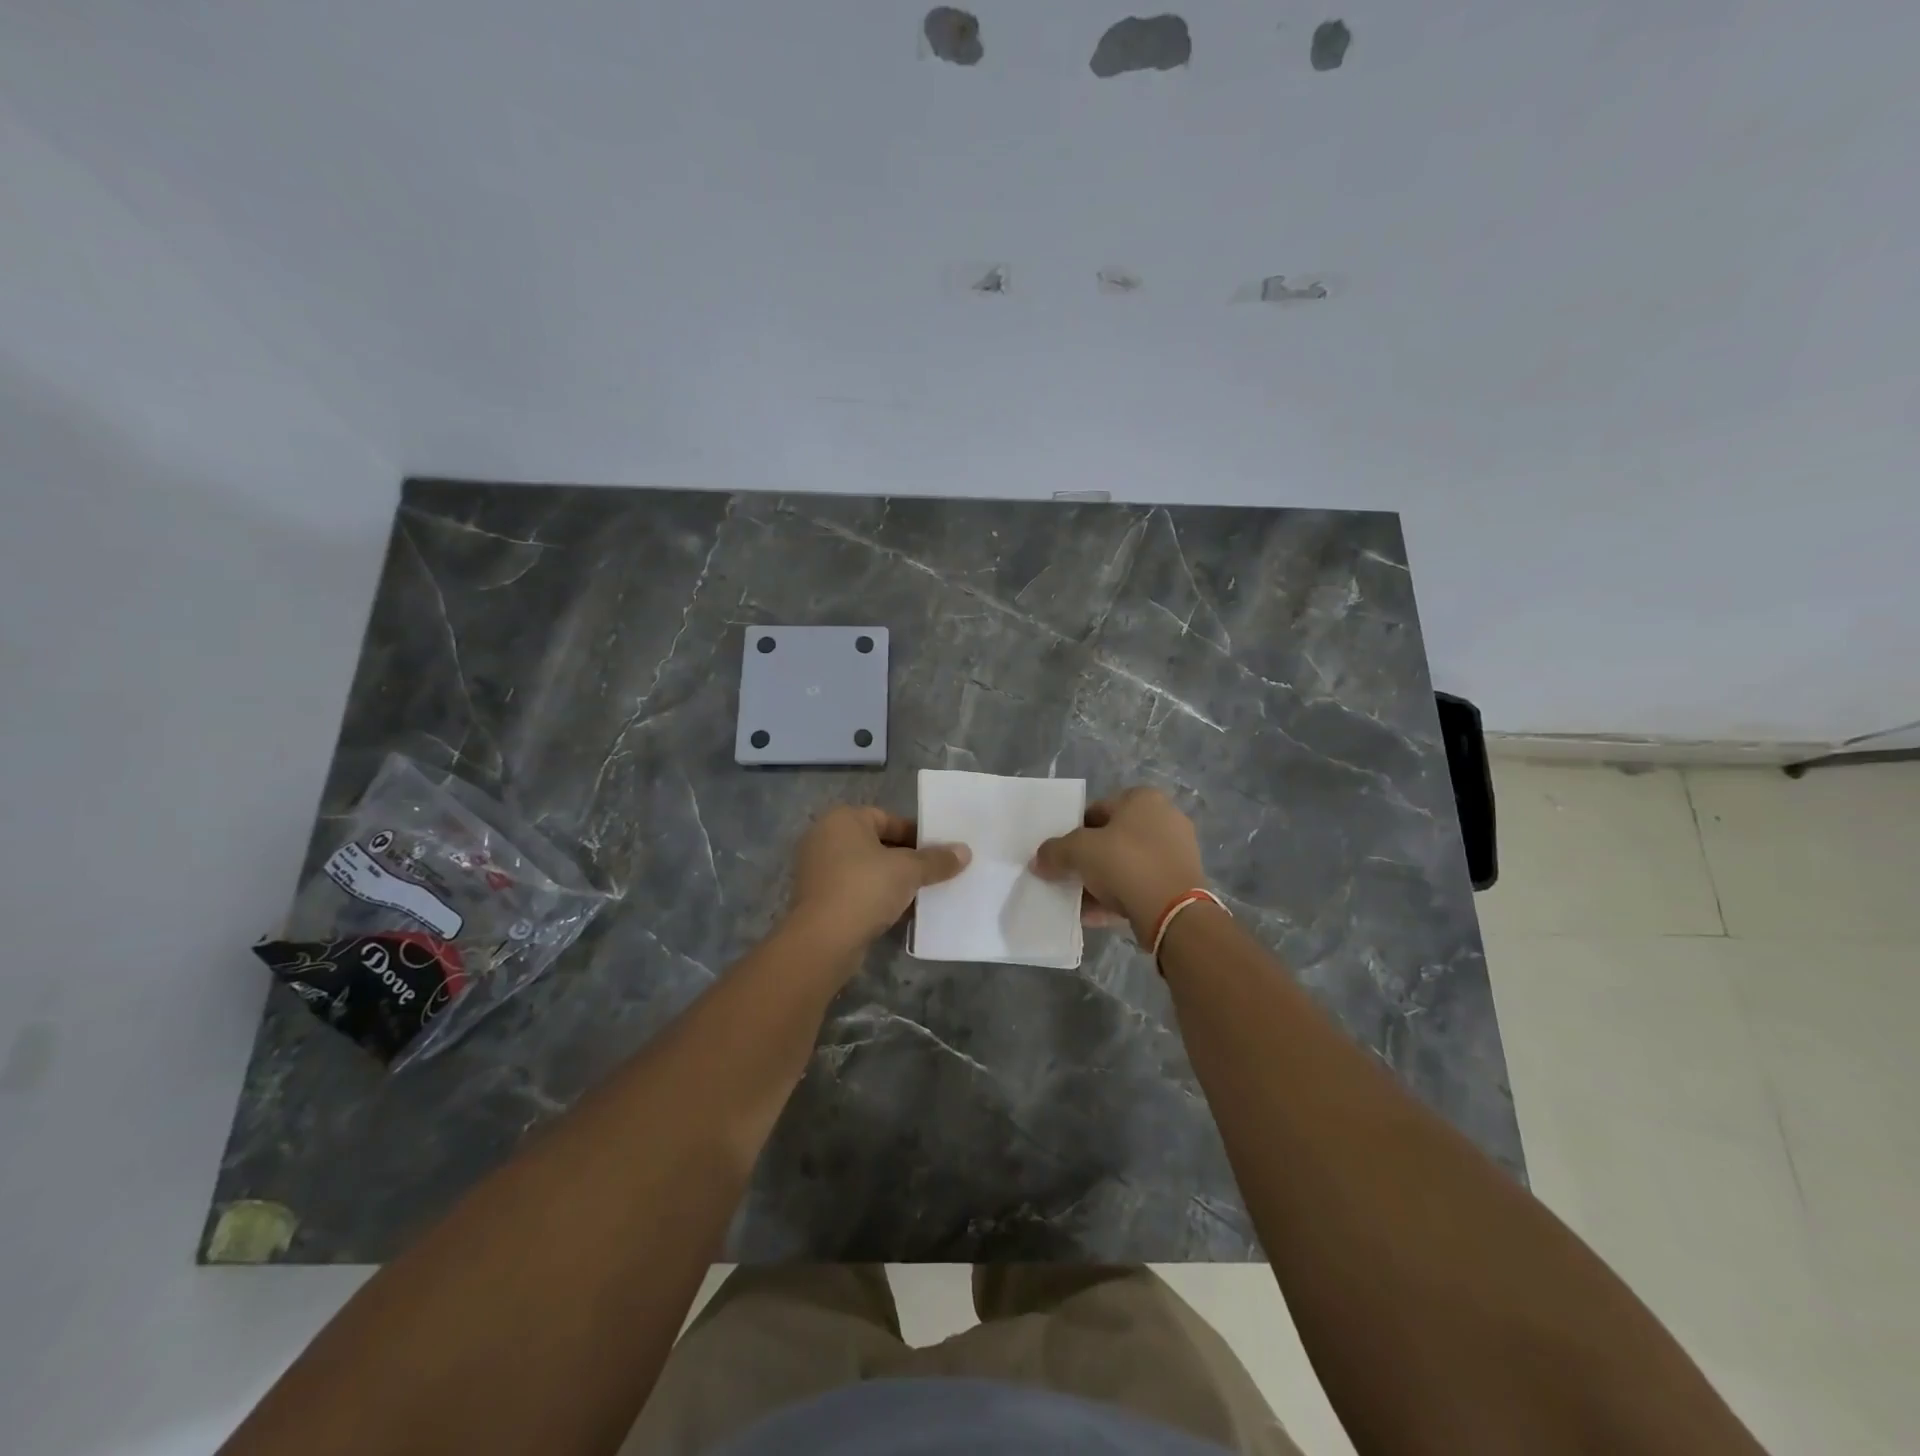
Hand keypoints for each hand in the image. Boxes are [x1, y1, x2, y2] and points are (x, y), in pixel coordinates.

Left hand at [788, 806, 970, 950]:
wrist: (824, 941)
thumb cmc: (865, 889)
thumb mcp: (908, 870)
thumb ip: (937, 860)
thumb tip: (965, 851)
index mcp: (843, 820)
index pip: (888, 818)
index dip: (917, 834)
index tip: (940, 851)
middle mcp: (826, 839)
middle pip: (878, 844)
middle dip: (908, 859)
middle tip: (937, 872)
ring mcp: (820, 871)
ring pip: (869, 870)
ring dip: (895, 880)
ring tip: (926, 893)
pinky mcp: (821, 900)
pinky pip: (858, 891)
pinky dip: (879, 898)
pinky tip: (905, 912)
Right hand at [1033, 787, 1207, 942]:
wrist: (1174, 912)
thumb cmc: (1126, 864)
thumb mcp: (1079, 851)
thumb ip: (1054, 851)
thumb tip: (1038, 860)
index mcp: (1143, 799)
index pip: (1096, 810)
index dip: (1072, 831)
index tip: (1059, 854)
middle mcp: (1164, 818)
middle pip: (1111, 838)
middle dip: (1087, 859)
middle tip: (1067, 877)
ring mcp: (1176, 852)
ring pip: (1126, 864)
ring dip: (1100, 881)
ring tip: (1078, 901)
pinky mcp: (1181, 883)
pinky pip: (1140, 885)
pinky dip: (1118, 897)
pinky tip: (1095, 915)